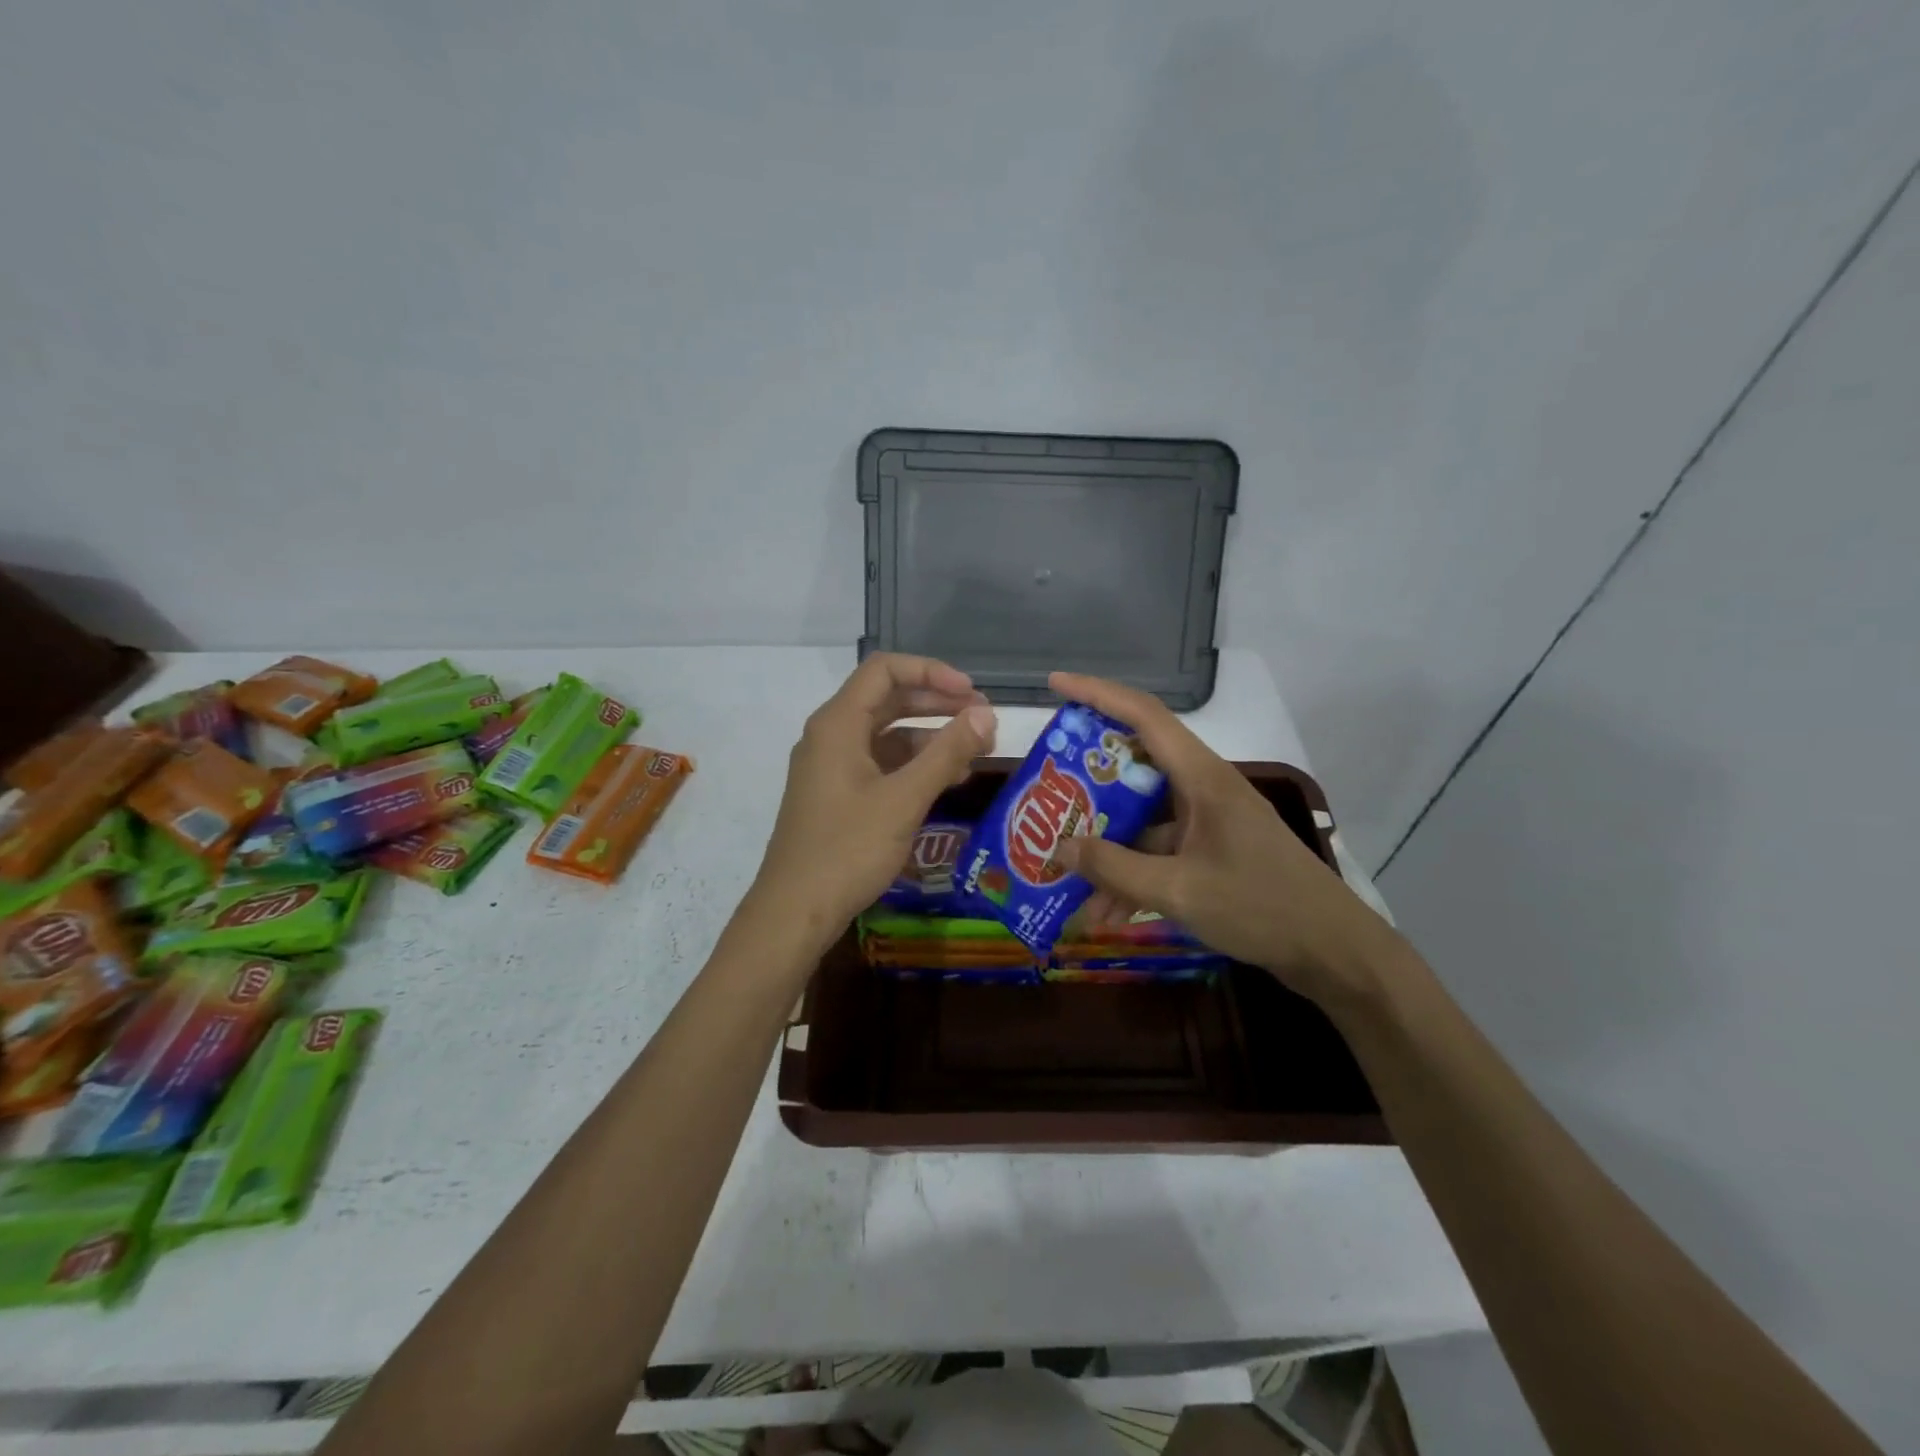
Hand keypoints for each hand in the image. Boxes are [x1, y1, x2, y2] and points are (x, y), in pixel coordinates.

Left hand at [751, 654, 995, 948]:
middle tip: (983, 719)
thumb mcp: (904, 799)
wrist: (795, 911)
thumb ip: (947, 753)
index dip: (932, 672)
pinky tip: (946, 780)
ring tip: (974, 751)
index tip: (972, 693)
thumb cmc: (848, 849)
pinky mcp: (836, 794)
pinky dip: (913, 764)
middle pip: (887, 699)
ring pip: (886, 734)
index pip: (885, 670)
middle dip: (937, 704)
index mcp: (838, 724)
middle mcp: (831, 735)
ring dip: (930, 736)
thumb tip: (986, 714)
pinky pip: (880, 763)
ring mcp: (831, 766)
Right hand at [1048, 671, 1399, 1004]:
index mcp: (1202, 778)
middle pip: (1134, 766)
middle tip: (1047, 792)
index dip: (1097, 694)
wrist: (1333, 951)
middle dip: (1087, 782)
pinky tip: (1105, 912)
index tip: (1056, 684)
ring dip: (1107, 845)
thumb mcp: (1179, 891)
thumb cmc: (1261, 907)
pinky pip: (1158, 850)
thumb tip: (1059, 848)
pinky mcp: (1212, 850)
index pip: (1144, 716)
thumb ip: (1115, 869)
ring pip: (1142, 819)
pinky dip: (1131, 873)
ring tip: (1065, 875)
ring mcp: (1208, 820)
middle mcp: (1203, 789)